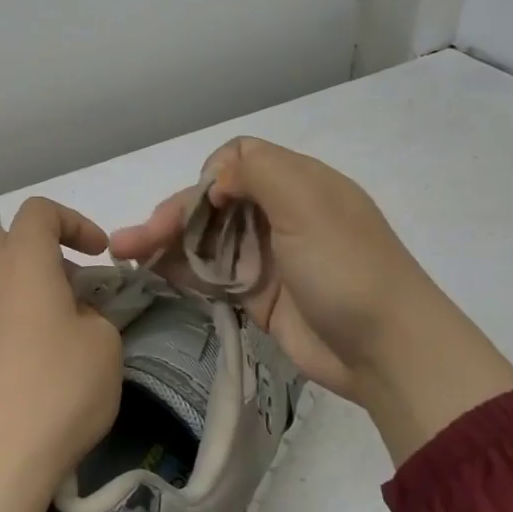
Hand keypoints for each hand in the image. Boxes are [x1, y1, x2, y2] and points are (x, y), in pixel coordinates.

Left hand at [0, 197, 121, 511]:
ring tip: (59, 329)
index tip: (99, 254)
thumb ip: (94, 314)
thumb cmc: (57, 389)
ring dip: (26, 288)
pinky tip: (33, 362)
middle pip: (5, 240)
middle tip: (73, 286)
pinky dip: (11, 320)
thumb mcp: (104, 345)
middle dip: (42, 251)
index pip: (38, 212)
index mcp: (22, 264)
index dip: (73, 221)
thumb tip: (73, 316)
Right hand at [111, 138, 512, 463]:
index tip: (201, 206)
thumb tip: (215, 180)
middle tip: (130, 241)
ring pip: (205, 238)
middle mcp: (278, 213)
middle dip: (170, 215)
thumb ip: (258, 171)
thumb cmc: (347, 268)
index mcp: (296, 182)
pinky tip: (152, 271)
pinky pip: (211, 273)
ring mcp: (267, 255)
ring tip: (124, 254)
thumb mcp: (308, 203)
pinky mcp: (257, 294)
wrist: (388, 351)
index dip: (209, 177)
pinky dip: (181, 269)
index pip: (237, 160)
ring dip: (165, 242)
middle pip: (212, 201)